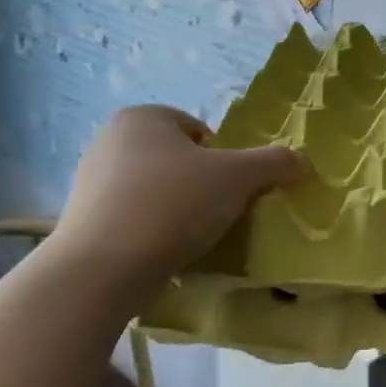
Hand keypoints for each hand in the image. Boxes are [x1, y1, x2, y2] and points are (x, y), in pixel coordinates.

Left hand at [49, 106, 306, 282]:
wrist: (102, 269)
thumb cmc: (173, 205)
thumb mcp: (238, 178)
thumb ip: (274, 163)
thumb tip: (302, 160)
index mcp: (143, 117)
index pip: (200, 131)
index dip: (224, 159)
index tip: (230, 190)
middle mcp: (110, 140)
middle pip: (179, 161)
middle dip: (201, 186)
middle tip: (218, 214)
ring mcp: (91, 182)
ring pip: (156, 191)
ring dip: (178, 211)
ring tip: (193, 238)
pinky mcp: (83, 221)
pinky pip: (134, 220)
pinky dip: (153, 232)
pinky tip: (164, 254)